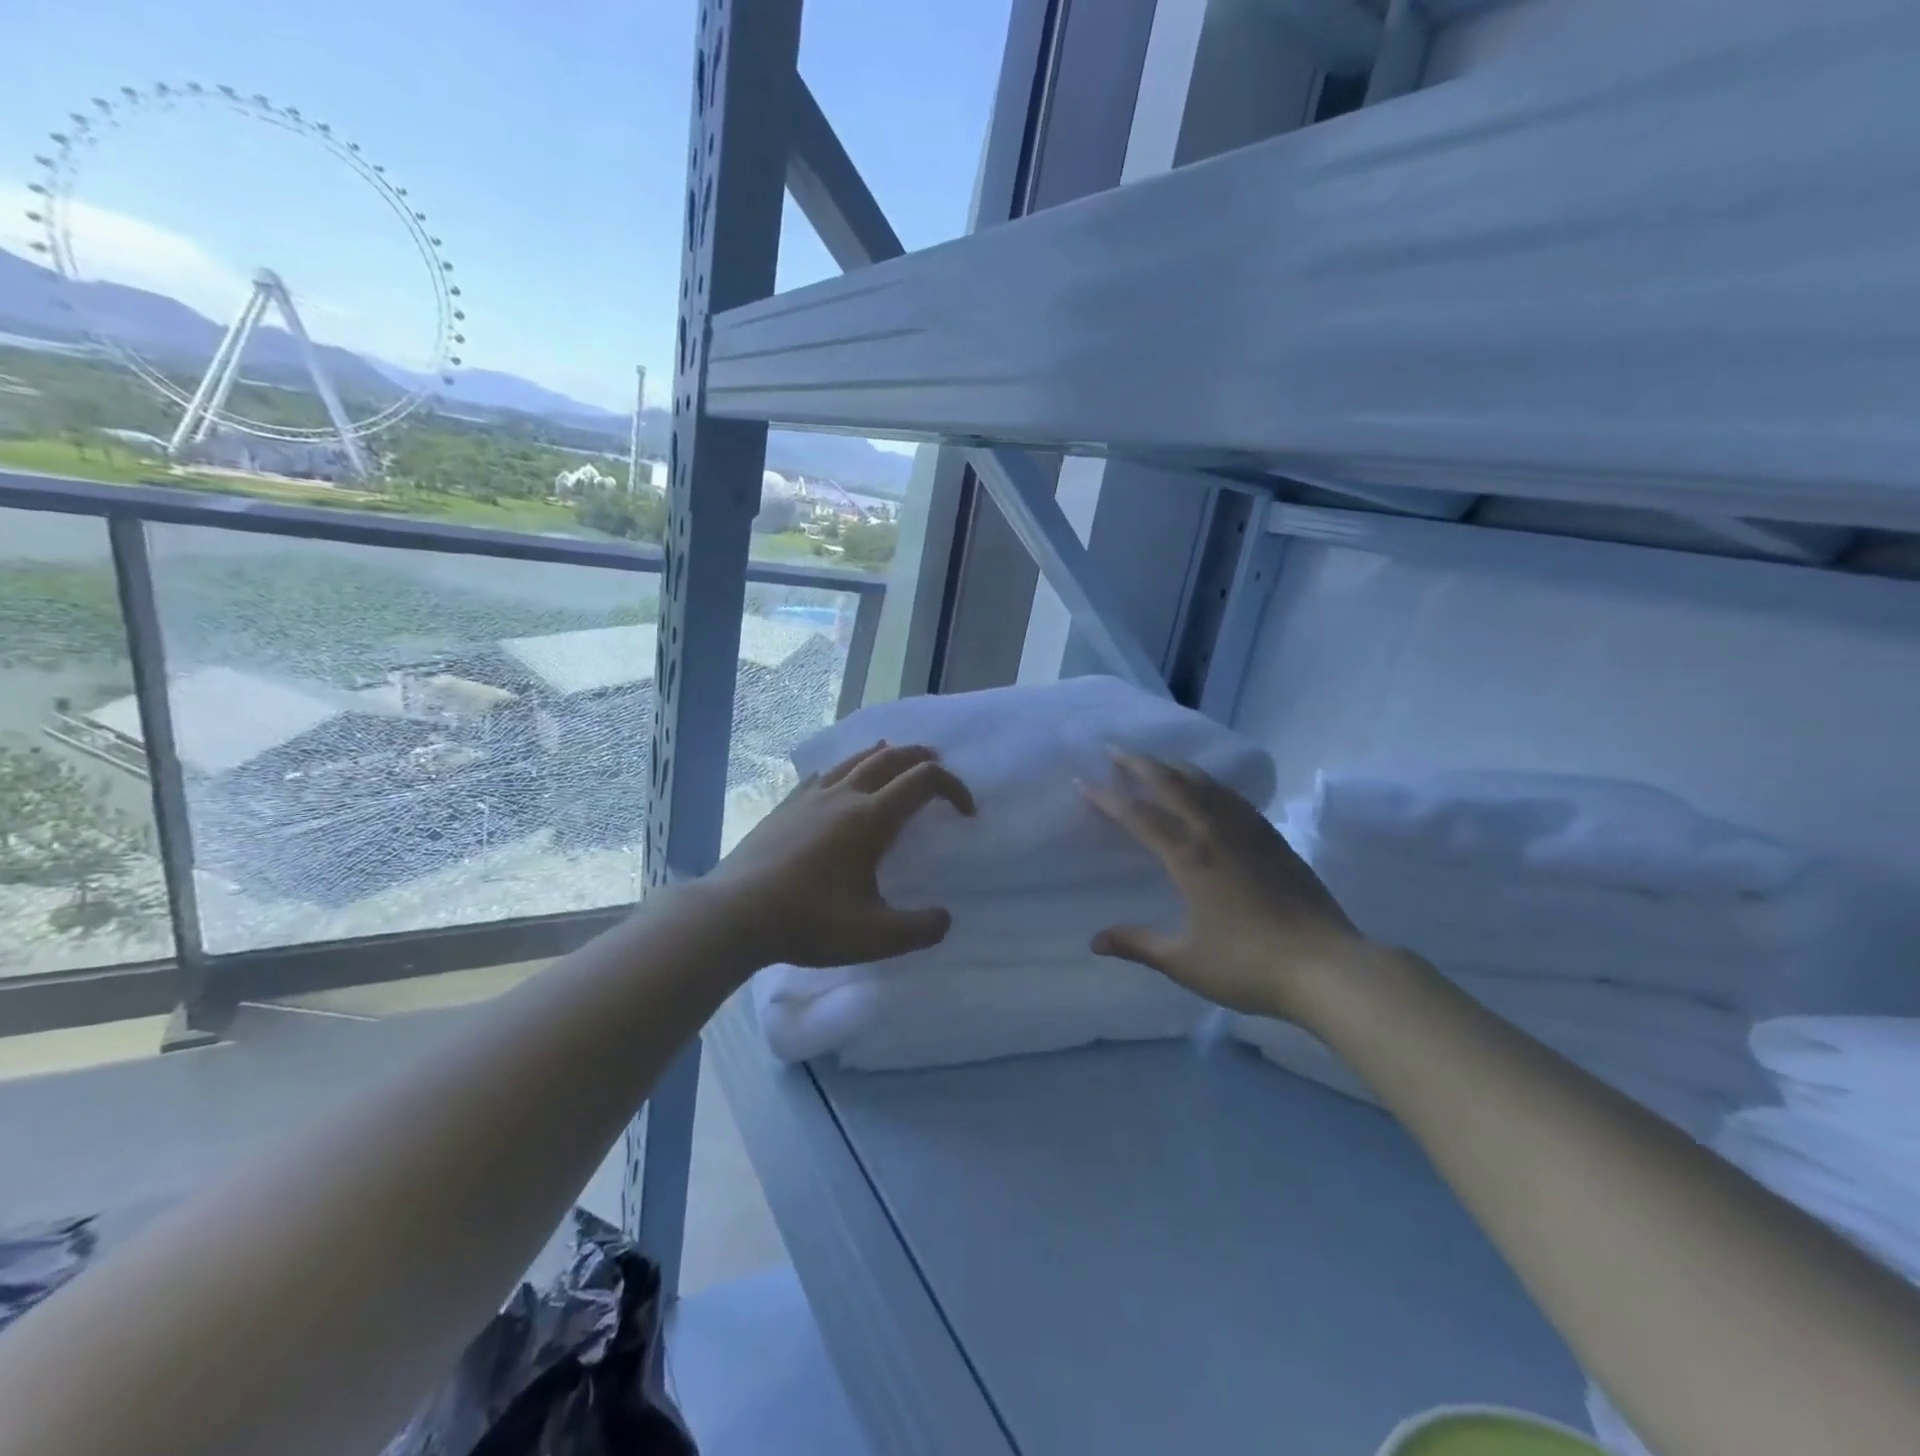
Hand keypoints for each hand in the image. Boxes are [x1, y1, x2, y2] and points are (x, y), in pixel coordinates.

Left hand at [706, 742, 974, 968]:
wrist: (734, 915)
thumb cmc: (808, 923)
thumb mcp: (875, 938)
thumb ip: (920, 929)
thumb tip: (945, 918)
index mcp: (871, 819)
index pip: (924, 781)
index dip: (954, 788)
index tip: (966, 813)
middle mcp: (844, 796)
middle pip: (892, 757)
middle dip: (923, 758)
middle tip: (939, 770)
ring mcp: (811, 797)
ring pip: (856, 759)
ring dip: (886, 755)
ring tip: (898, 762)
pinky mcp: (786, 806)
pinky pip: (824, 774)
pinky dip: (847, 769)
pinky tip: (841, 784)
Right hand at [1078, 751, 1370, 1019]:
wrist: (1327, 967)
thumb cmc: (1249, 965)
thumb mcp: (1184, 961)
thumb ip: (1137, 944)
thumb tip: (1095, 940)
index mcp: (1189, 858)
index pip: (1139, 817)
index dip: (1107, 798)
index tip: (1082, 781)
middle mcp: (1216, 834)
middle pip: (1172, 785)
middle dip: (1140, 764)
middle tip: (1115, 749)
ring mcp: (1249, 833)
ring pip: (1207, 785)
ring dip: (1176, 767)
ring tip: (1157, 760)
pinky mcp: (1274, 840)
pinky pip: (1236, 798)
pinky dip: (1213, 784)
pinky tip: (1211, 787)